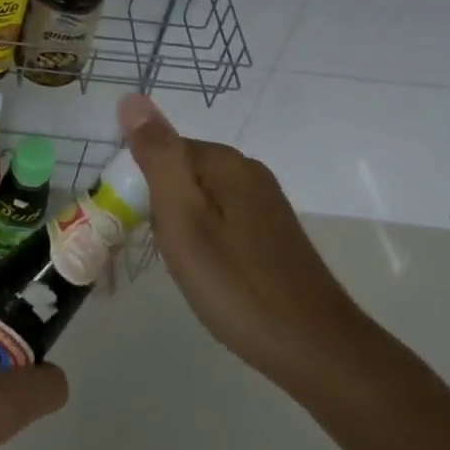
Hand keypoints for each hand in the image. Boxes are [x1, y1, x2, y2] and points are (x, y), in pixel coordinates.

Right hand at [118, 93, 367, 390]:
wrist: (317, 351)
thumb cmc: (237, 284)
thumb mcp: (184, 218)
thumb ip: (157, 157)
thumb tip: (132, 98)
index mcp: (226, 162)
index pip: (161, 149)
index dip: (138, 183)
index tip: (132, 222)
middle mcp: (248, 172)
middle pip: (181, 172)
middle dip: (159, 204)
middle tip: (159, 249)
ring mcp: (265, 204)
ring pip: (200, 198)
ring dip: (180, 224)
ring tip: (181, 266)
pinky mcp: (272, 234)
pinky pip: (221, 219)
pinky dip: (204, 239)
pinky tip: (208, 272)